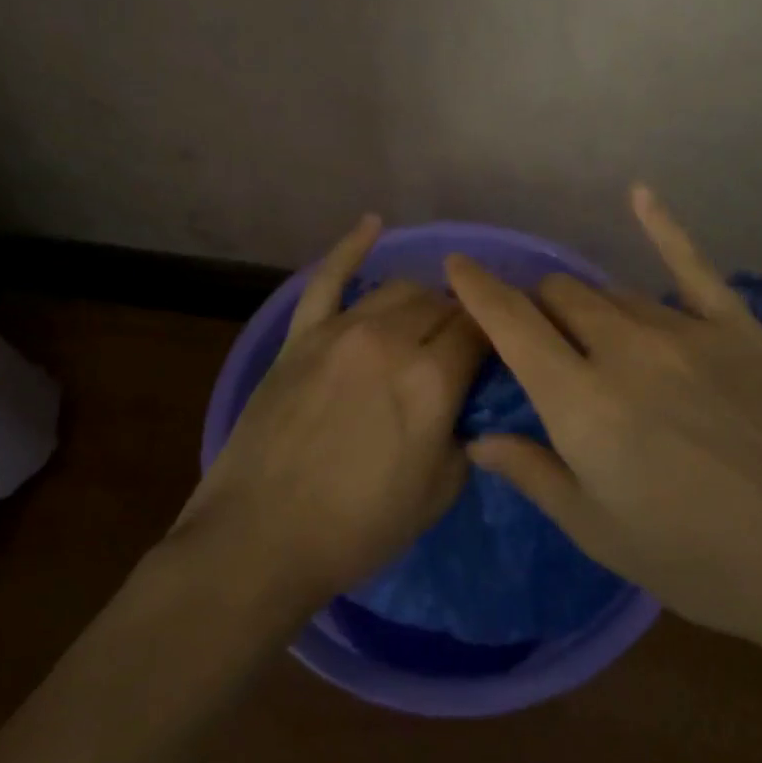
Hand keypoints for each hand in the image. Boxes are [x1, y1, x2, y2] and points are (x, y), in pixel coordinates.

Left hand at [171, 214, 488, 609]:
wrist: (261, 538)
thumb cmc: (358, 528)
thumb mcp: (438, 493)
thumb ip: (467, 435)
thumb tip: (468, 404)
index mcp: (431, 380)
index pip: (481, 331)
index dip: (497, 336)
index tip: (500, 349)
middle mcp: (389, 340)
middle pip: (442, 305)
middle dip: (461, 321)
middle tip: (460, 350)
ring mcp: (340, 331)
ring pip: (397, 289)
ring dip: (421, 300)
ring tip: (424, 320)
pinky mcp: (300, 335)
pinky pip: (328, 278)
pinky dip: (351, 246)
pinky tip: (372, 224)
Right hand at [445, 186, 761, 667]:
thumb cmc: (701, 562)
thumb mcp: (601, 534)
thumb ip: (535, 474)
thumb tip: (479, 437)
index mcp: (582, 403)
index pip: (512, 326)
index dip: (478, 290)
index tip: (456, 265)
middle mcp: (624, 350)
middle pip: (560, 297)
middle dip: (537, 307)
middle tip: (541, 338)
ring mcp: (684, 331)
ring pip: (612, 291)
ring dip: (588, 304)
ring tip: (592, 330)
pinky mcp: (737, 326)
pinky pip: (691, 264)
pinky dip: (661, 226)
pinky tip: (640, 194)